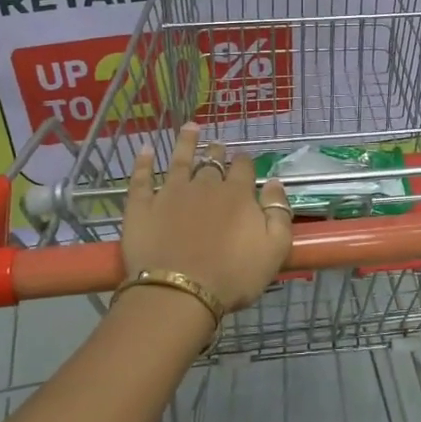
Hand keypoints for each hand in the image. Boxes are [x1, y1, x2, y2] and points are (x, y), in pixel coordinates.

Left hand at [121, 123, 291, 312]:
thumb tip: (274, 183)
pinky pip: (141, 179)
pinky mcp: (142, 207)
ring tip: (190, 128)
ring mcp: (170, 193)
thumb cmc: (233, 275)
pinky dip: (143, 163)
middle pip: (212, 162)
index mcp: (237, 194)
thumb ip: (279, 212)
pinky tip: (144, 150)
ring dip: (186, 143)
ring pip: (179, 160)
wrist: (180, 293)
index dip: (245, 162)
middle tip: (217, 145)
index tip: (244, 161)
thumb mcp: (275, 248)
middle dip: (216, 152)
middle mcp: (204, 185)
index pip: (244, 168)